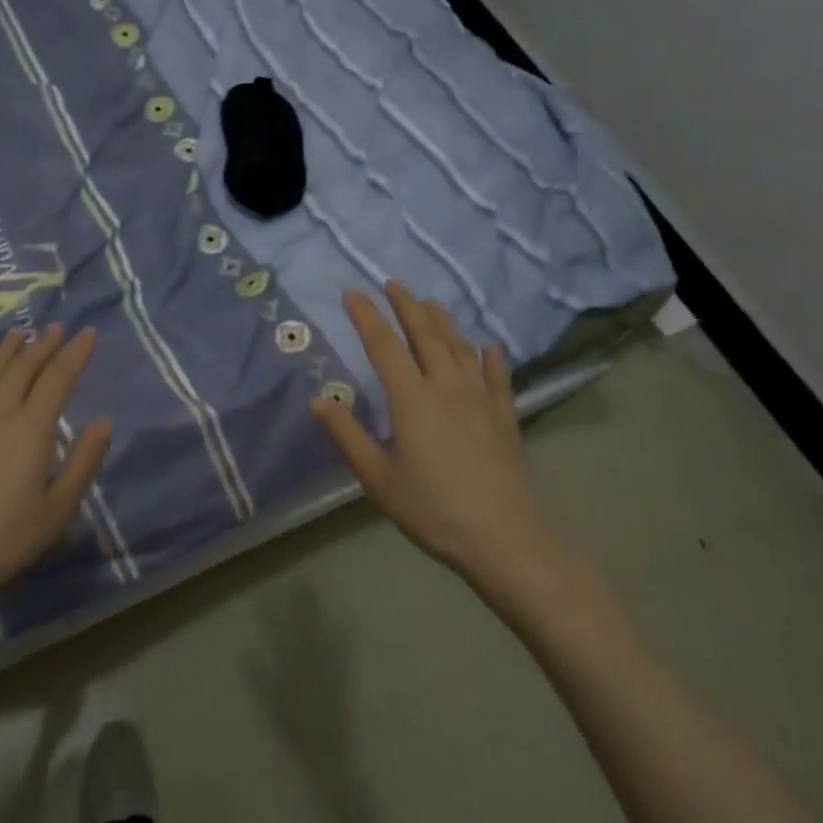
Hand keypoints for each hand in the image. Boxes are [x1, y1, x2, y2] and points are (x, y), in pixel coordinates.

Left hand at [0, 324, 111, 642]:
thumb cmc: (2, 540)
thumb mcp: (57, 509)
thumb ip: (83, 462)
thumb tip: (104, 421)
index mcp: (30, 429)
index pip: (57, 379)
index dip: (75, 354)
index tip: (87, 332)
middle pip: (22, 370)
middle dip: (42, 345)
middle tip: (56, 328)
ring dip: (5, 353)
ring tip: (17, 334)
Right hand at [312, 283, 563, 590]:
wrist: (503, 539)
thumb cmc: (432, 509)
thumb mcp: (377, 478)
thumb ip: (347, 435)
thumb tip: (317, 399)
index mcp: (412, 398)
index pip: (384, 345)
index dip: (366, 316)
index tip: (351, 293)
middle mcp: (446, 387)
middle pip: (425, 334)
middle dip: (406, 305)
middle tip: (392, 283)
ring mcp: (480, 399)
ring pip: (459, 347)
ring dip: (442, 321)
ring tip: (429, 303)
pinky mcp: (505, 417)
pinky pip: (497, 377)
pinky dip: (490, 357)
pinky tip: (488, 346)